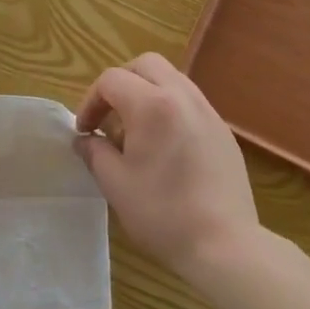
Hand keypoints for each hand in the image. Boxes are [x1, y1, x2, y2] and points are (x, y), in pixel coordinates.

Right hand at [74, 53, 259, 279]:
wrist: (224, 244)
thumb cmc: (163, 213)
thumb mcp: (115, 184)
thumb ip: (95, 153)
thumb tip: (85, 140)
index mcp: (152, 105)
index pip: (112, 80)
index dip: (90, 101)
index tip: (85, 132)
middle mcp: (183, 96)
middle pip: (146, 65)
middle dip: (120, 83)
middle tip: (109, 116)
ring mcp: (208, 111)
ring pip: (172, 79)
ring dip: (146, 92)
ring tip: (135, 131)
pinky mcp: (223, 130)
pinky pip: (190, 102)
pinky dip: (169, 108)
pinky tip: (164, 147)